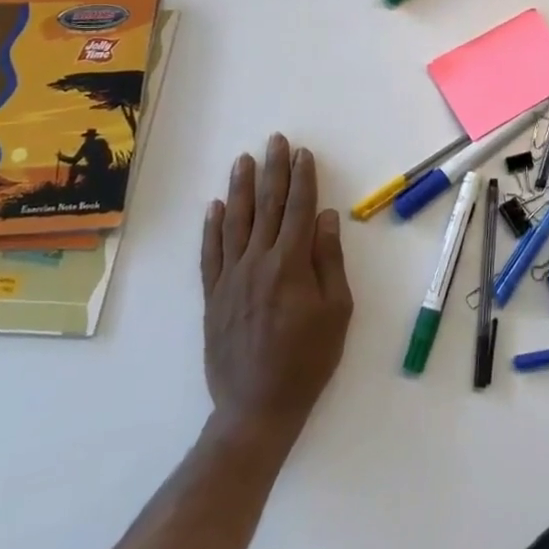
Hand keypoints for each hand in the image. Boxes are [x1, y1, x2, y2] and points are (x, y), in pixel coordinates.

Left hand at [199, 134, 352, 442]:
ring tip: (243, 160)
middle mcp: (258, 262)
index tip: (303, 153)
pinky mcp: (213, 296)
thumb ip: (329, 260)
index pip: (299, 209)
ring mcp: (231, 278)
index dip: (303, 178)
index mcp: (291, 264)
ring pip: (235, 222)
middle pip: (267, 206)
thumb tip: (326, 217)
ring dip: (240, 188)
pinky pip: (210, 253)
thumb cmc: (308, 359)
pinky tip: (215, 207)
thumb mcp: (337, 310)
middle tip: (275, 141)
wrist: (257, 406)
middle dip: (273, 171)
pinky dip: (212, 228)